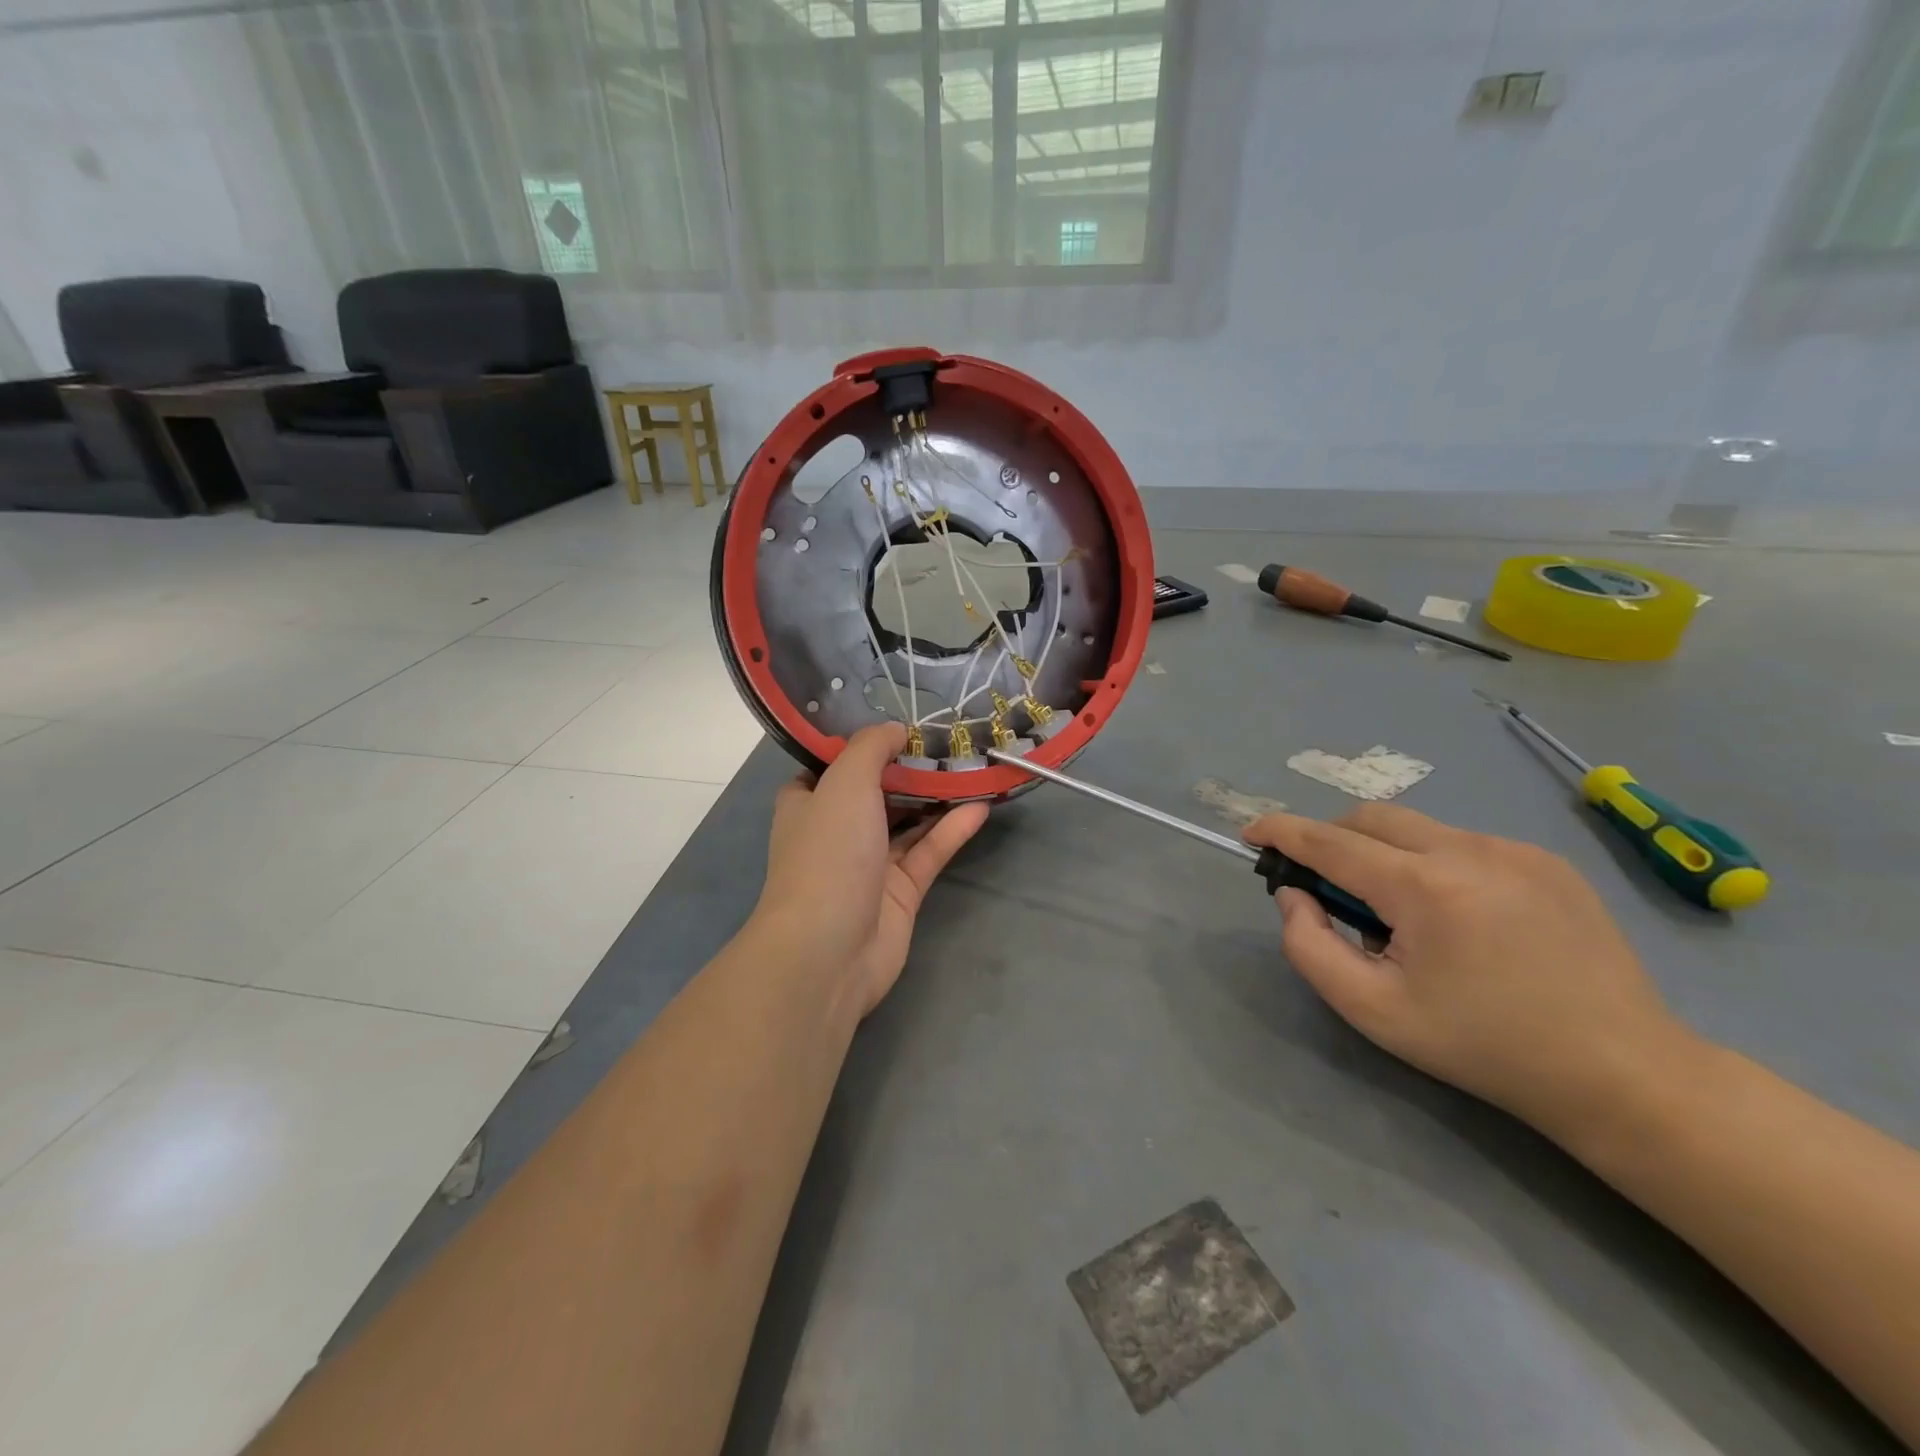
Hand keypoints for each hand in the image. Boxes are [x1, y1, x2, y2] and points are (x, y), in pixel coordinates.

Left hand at [755, 723, 988, 1017]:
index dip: (864, 745)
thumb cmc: (828, 853)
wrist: (829, 950)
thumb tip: (895, 728)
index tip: (901, 724)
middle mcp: (837, 830)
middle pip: (878, 792)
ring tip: (974, 768)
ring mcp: (869, 864)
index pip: (834, 766)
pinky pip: (929, 851)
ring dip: (937, 798)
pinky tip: (981, 806)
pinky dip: (952, 830)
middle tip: (951, 742)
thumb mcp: (844, 782)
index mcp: (809, 803)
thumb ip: (871, 748)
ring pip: (908, 822)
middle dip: (911, 769)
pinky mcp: (900, 892)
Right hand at [1243, 805, 1696, 1137]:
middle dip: (1332, 838)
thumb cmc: (1483, 1047)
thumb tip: (1295, 895)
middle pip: (1371, 817)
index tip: (1250, 833)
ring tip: (1403, 916)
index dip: (1281, 831)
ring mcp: (1515, 850)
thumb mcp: (1373, 1012)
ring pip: (1418, 828)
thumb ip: (1310, 947)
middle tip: (1328, 887)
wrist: (1622, 1073)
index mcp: (1425, 889)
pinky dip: (1432, 863)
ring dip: (1385, 855)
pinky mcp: (1547, 860)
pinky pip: (1463, 843)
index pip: (1329, 841)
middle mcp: (1469, 851)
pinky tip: (1458, 917)